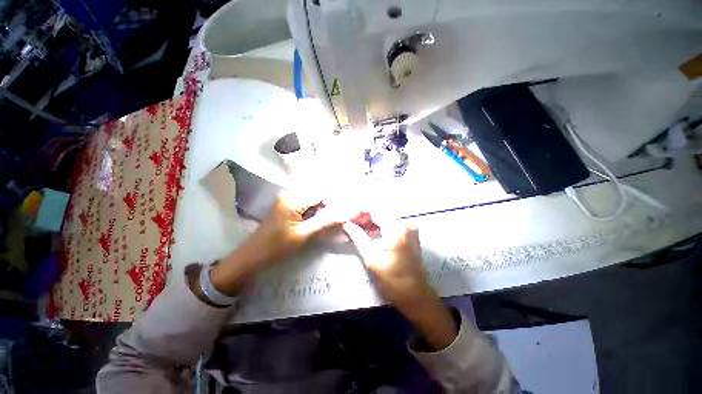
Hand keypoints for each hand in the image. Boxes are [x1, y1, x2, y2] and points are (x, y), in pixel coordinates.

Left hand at [211, 193, 346, 294]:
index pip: (321, 194)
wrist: (251, 258)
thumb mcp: (303, 236)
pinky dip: (313, 213)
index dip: (334, 202)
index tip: (343, 214)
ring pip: (312, 202)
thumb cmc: (276, 248)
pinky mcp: (285, 208)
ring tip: (327, 223)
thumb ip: (325, 222)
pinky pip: (305, 206)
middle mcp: (289, 195)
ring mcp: (286, 201)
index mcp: (293, 199)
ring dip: (321, 211)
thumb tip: (346, 213)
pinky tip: (316, 223)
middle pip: (317, 196)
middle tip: (337, 220)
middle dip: (328, 207)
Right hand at [343, 216, 427, 309]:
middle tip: (351, 224)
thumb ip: (359, 238)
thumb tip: (347, 224)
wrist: (416, 296)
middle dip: (365, 216)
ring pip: (386, 217)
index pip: (375, 210)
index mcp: (397, 230)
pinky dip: (380, 225)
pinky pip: (392, 223)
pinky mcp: (410, 234)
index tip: (348, 218)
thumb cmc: (393, 281)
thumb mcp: (372, 260)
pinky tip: (370, 232)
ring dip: (372, 221)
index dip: (360, 212)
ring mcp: (410, 228)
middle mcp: (406, 224)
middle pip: (381, 212)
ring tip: (358, 228)